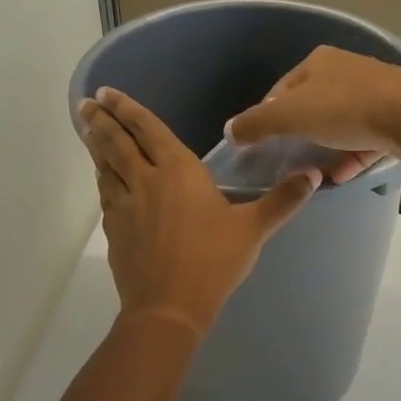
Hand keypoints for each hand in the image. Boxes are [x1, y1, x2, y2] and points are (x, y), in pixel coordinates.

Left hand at [79, 88, 319, 337]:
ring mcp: (125, 206)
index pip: (149, 130)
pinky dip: (102, 179)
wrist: (168, 307)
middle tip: (86, 102)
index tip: (106, 92)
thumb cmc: (213, 261)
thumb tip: (314, 175)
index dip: (128, 109)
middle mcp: (146, 181)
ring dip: (97, 145)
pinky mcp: (115, 230)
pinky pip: (106, 195)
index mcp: (179, 171)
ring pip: (107, 166)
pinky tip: (104, 179)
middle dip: (102, 120)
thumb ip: (283, 201)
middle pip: (118, 143)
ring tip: (88, 129)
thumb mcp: (254, 229)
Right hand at [227, 46, 400, 183]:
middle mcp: (348, 70)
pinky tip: (342, 176)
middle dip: (300, 133)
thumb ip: (257, 123)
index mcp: (320, 61)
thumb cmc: (344, 109)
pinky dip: (353, 156)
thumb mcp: (289, 116)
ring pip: (342, 124)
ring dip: (327, 148)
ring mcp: (377, 92)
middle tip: (288, 159)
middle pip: (314, 105)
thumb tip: (230, 130)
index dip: (268, 115)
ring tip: (314, 173)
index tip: (262, 142)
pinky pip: (367, 139)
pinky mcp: (397, 116)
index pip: (283, 88)